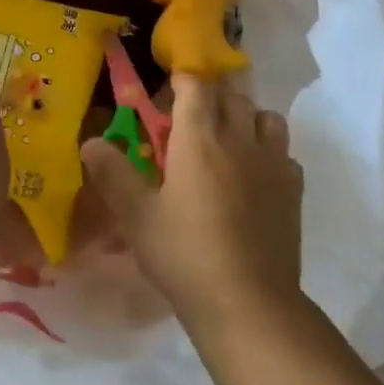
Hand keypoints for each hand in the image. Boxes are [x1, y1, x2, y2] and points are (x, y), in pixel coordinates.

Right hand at [82, 75, 302, 339]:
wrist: (248, 303)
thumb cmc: (185, 254)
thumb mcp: (136, 216)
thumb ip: (113, 174)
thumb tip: (90, 142)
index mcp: (200, 137)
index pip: (196, 85)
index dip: (181, 81)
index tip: (167, 93)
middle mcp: (239, 138)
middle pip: (231, 95)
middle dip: (210, 97)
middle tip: (188, 120)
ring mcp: (273, 162)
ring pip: (265, 117)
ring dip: (245, 118)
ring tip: (227, 141)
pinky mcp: (293, 189)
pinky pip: (284, 152)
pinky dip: (269, 151)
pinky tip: (254, 177)